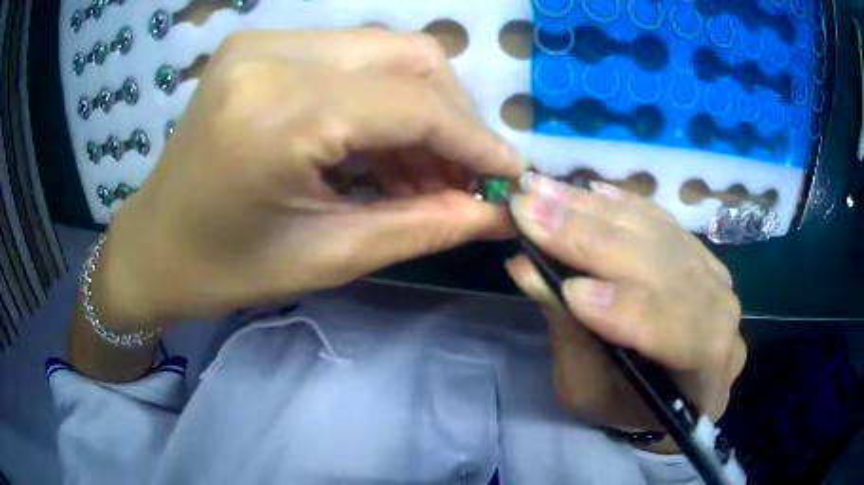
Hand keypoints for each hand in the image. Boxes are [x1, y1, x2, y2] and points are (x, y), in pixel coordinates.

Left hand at [95, 29, 520, 331]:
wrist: (154, 246)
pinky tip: (383, 149)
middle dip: (452, 117)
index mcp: (277, 114)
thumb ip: (424, 225)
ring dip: (419, 108)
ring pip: (384, 50)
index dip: (475, 140)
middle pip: (408, 56)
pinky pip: (351, 57)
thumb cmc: (224, 269)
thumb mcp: (328, 257)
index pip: (412, 104)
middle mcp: (272, 55)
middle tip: (462, 176)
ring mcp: (263, 42)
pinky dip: (381, 98)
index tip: (510, 175)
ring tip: (424, 173)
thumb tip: (496, 211)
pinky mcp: (260, 46)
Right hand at [505, 176, 745, 448]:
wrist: (663, 386)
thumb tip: (528, 269)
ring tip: (542, 192)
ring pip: (662, 236)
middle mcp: (723, 317)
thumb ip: (571, 333)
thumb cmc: (624, 403)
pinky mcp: (694, 249)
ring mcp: (713, 275)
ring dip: (597, 212)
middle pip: (672, 270)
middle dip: (598, 243)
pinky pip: (660, 219)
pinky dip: (619, 203)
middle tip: (532, 213)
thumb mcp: (588, 390)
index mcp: (708, 376)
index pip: (690, 337)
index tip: (571, 292)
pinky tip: (584, 189)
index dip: (635, 311)